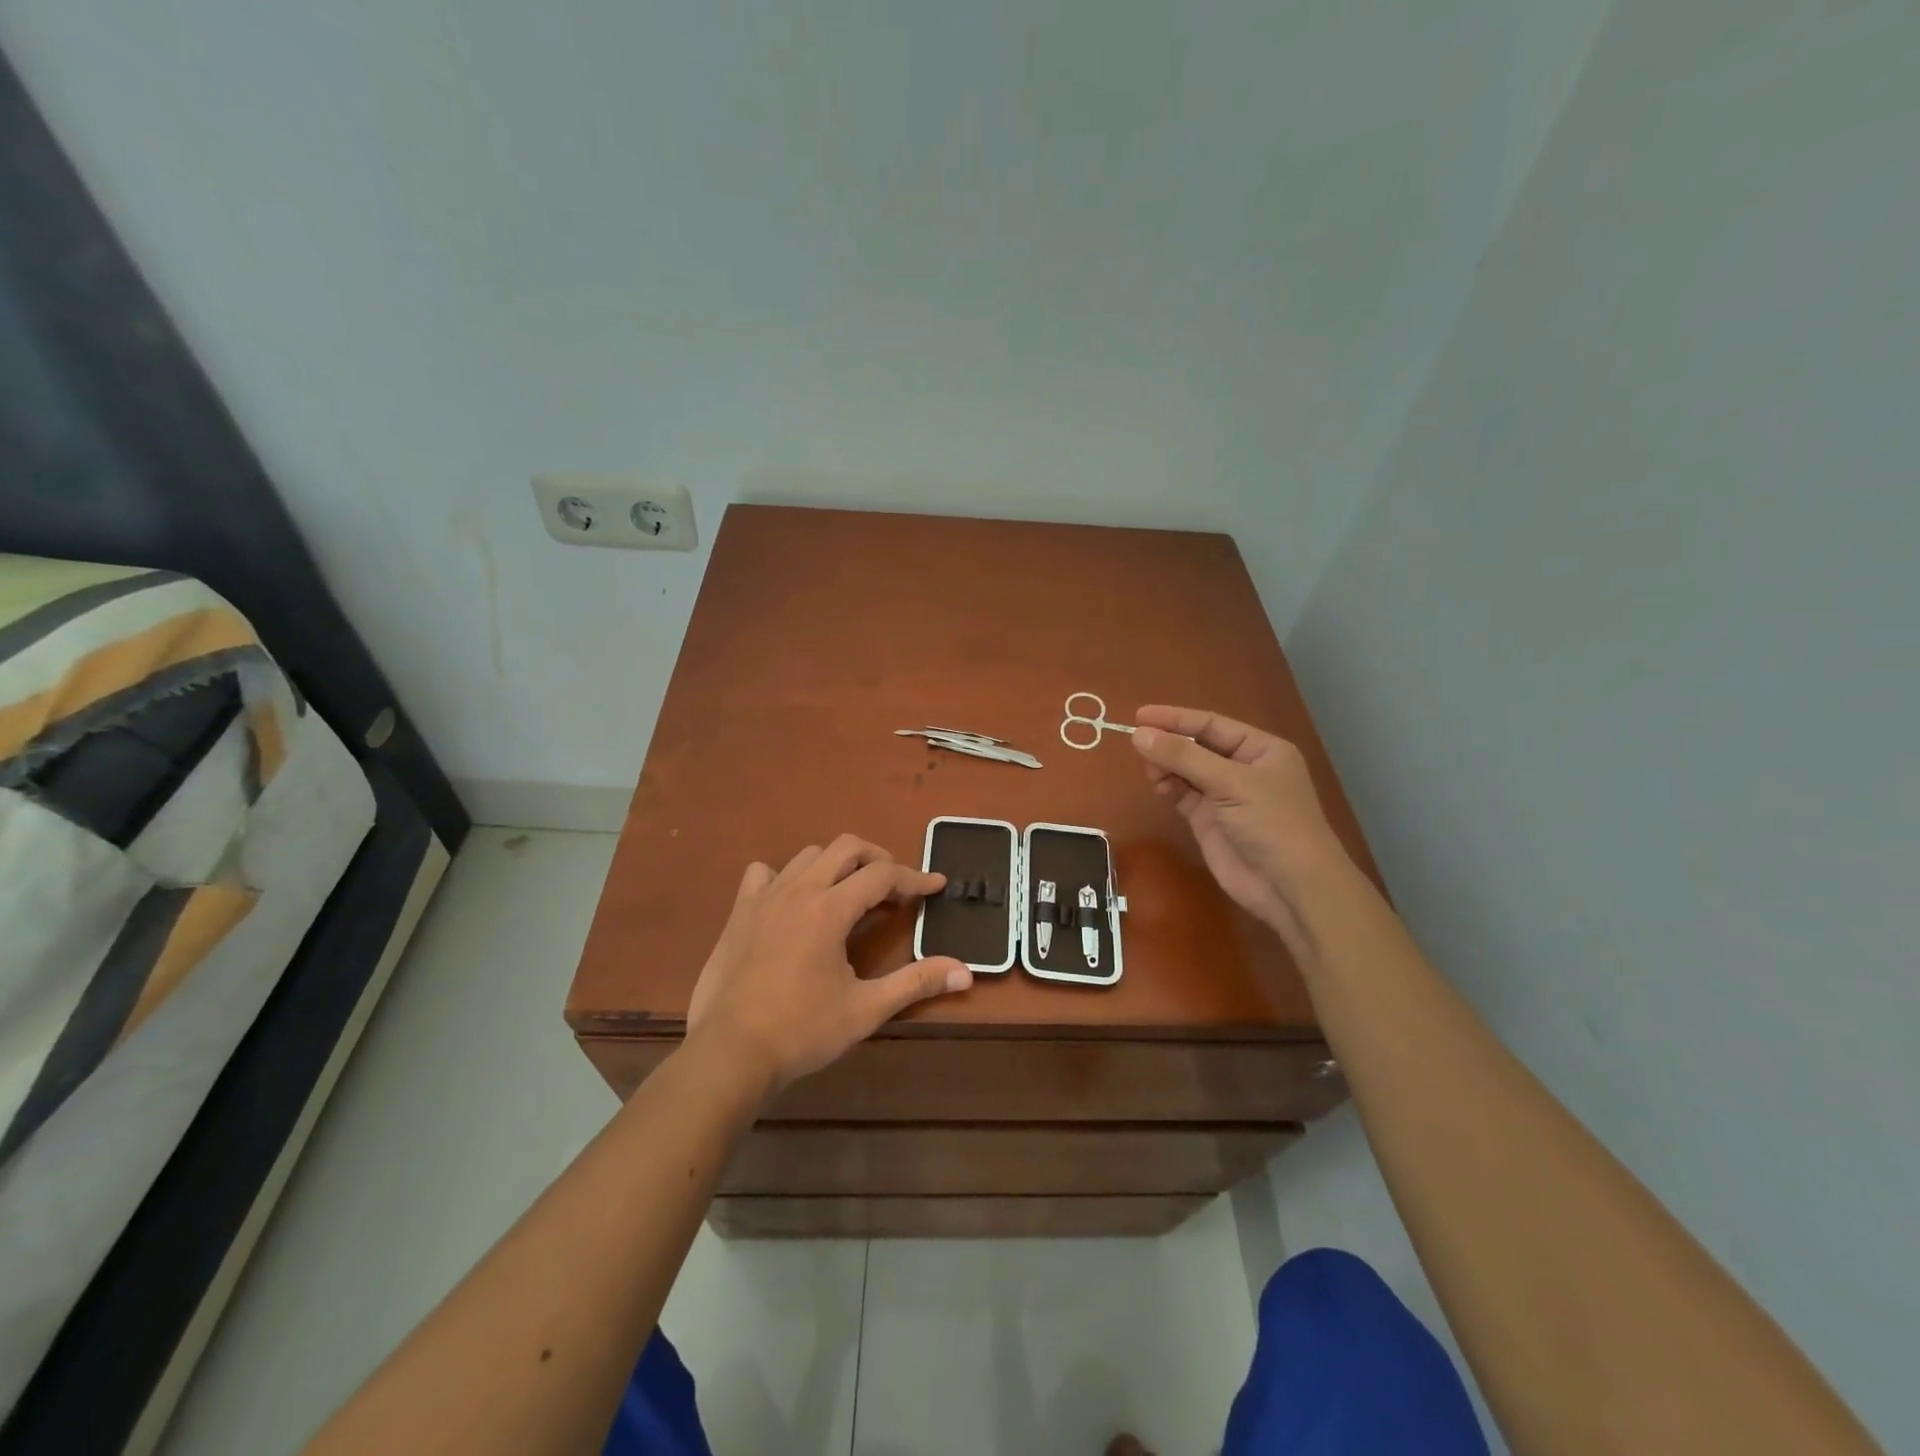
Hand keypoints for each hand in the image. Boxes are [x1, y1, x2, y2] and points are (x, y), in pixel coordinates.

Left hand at [687, 835, 971, 1094]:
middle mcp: (799, 890)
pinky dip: (784, 876)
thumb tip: (966, 972)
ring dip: (836, 865)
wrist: (730, 1053)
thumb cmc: (802, 1031)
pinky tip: (792, 900)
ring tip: (849, 893)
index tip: (936, 886)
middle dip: (877, 859)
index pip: (882, 875)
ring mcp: (764, 898)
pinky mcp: (739, 912)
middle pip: (846, 847)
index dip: (914, 878)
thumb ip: (916, 983)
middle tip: (893, 888)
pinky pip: (763, 874)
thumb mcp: (865, 1009)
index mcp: (830, 909)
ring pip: (808, 855)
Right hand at [1131, 705, 1348, 943]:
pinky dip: (1169, 787)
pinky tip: (1158, 784)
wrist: (1290, 888)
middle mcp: (1243, 769)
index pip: (1212, 725)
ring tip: (1149, 767)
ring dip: (1166, 765)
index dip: (1176, 718)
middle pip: (1197, 746)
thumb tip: (1139, 734)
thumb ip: (1183, 757)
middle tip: (1137, 742)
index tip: (1140, 715)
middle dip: (1169, 743)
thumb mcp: (1231, 783)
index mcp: (1261, 750)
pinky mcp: (1209, 821)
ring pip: (1187, 771)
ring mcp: (1225, 797)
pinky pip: (1184, 795)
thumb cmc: (1272, 823)